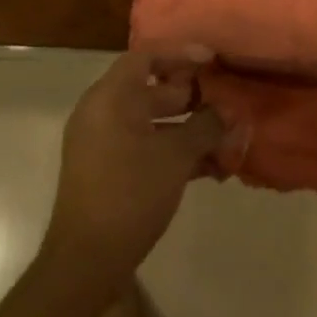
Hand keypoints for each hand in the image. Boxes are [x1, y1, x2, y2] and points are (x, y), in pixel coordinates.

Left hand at [40, 49, 240, 296]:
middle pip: (151, 89)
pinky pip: (145, 147)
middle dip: (192, 97)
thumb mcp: (176, 155)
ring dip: (188, 129)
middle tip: (224, 103)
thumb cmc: (131, 193)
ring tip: (225, 142)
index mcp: (110, 98)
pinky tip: (209, 169)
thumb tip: (229, 112)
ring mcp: (102, 144)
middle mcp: (101, 113)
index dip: (181, 54)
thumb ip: (206, 126)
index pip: (146, 56)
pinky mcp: (108, 171)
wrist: (86, 262)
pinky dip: (173, 151)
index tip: (212, 61)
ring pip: (152, 123)